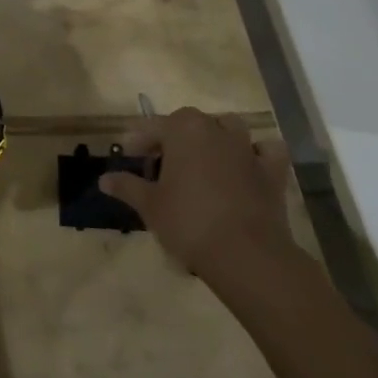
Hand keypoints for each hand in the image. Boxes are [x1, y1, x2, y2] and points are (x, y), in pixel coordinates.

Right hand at [100, 108, 295, 283]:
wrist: (246, 255)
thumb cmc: (189, 222)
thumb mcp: (149, 205)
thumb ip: (127, 186)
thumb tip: (104, 179)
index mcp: (184, 130)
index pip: (154, 125)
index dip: (139, 140)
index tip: (129, 156)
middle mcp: (216, 129)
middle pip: (190, 123)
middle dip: (174, 137)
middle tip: (162, 165)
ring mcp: (248, 148)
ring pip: (229, 128)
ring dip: (215, 138)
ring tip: (203, 161)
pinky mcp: (273, 171)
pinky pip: (266, 151)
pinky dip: (257, 154)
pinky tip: (247, 167)